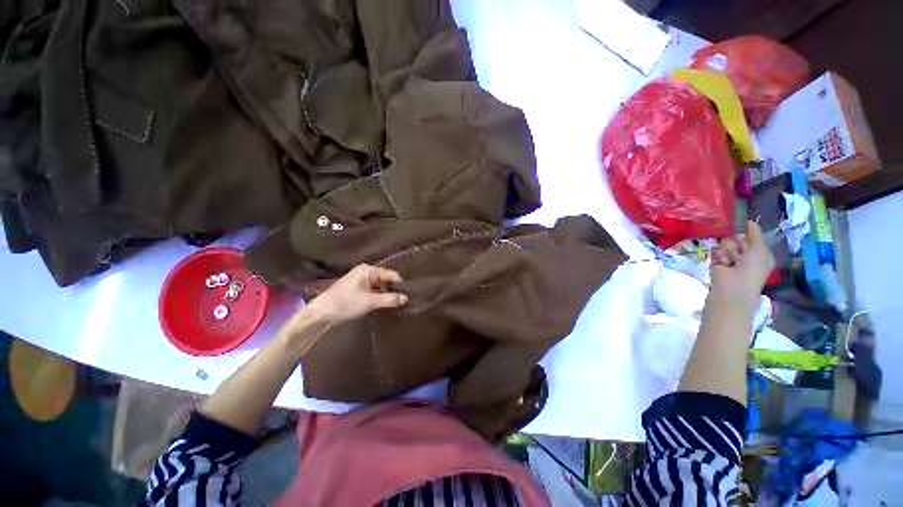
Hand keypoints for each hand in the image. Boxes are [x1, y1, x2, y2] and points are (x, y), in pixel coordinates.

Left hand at [303, 264, 408, 326]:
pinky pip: (374, 291)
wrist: (321, 314)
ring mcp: (361, 280)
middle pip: (386, 280)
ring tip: (395, 306)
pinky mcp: (357, 289)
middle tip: (403, 303)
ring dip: (386, 296)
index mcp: (368, 270)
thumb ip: (389, 299)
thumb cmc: (346, 303)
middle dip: (393, 291)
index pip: (391, 274)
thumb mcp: (370, 302)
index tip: (408, 296)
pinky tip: (384, 306)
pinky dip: (379, 298)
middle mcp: (366, 272)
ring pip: (380, 287)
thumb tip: (406, 298)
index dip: (400, 285)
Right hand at [710, 220, 774, 308]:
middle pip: (737, 239)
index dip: (748, 235)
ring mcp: (730, 259)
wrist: (733, 287)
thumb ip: (755, 234)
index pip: (751, 237)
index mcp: (760, 253)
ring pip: (725, 244)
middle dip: (737, 243)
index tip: (746, 237)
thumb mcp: (759, 249)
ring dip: (727, 251)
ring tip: (729, 261)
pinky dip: (718, 255)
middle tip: (740, 253)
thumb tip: (750, 221)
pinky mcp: (716, 261)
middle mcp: (746, 255)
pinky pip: (715, 250)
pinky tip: (721, 263)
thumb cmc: (752, 269)